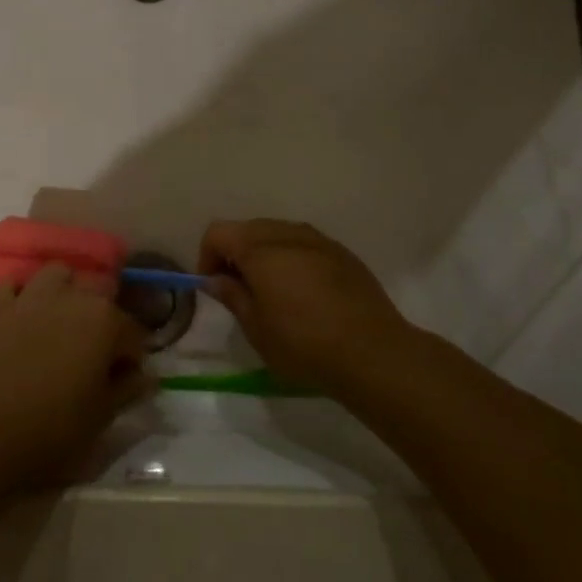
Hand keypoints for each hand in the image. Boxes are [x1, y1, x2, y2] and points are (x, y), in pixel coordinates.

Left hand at [0, 264, 154, 489]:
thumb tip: (146, 377)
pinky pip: (12, 286)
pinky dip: (21, 295)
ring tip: (64, 321)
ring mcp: (30, 298)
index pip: (133, 332)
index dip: (132, 357)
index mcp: (105, 321)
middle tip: (97, 350)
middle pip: (99, 291)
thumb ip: (128, 389)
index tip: (126, 379)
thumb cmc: (53, 430)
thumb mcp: (102, 416)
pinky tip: (24, 316)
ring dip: (65, 291)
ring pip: (57, 275)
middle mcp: (71, 297)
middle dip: (104, 315)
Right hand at [197, 219, 416, 392]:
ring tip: (271, 290)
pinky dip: (293, 258)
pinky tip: (304, 292)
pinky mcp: (343, 253)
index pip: (218, 232)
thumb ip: (232, 296)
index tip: (213, 286)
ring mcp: (320, 240)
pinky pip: (306, 244)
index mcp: (260, 249)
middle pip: (249, 228)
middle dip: (235, 252)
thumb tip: (217, 279)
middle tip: (239, 289)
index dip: (207, 256)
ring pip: (279, 233)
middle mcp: (289, 234)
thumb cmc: (304, 344)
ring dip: (265, 254)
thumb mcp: (256, 329)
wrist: (373, 353)